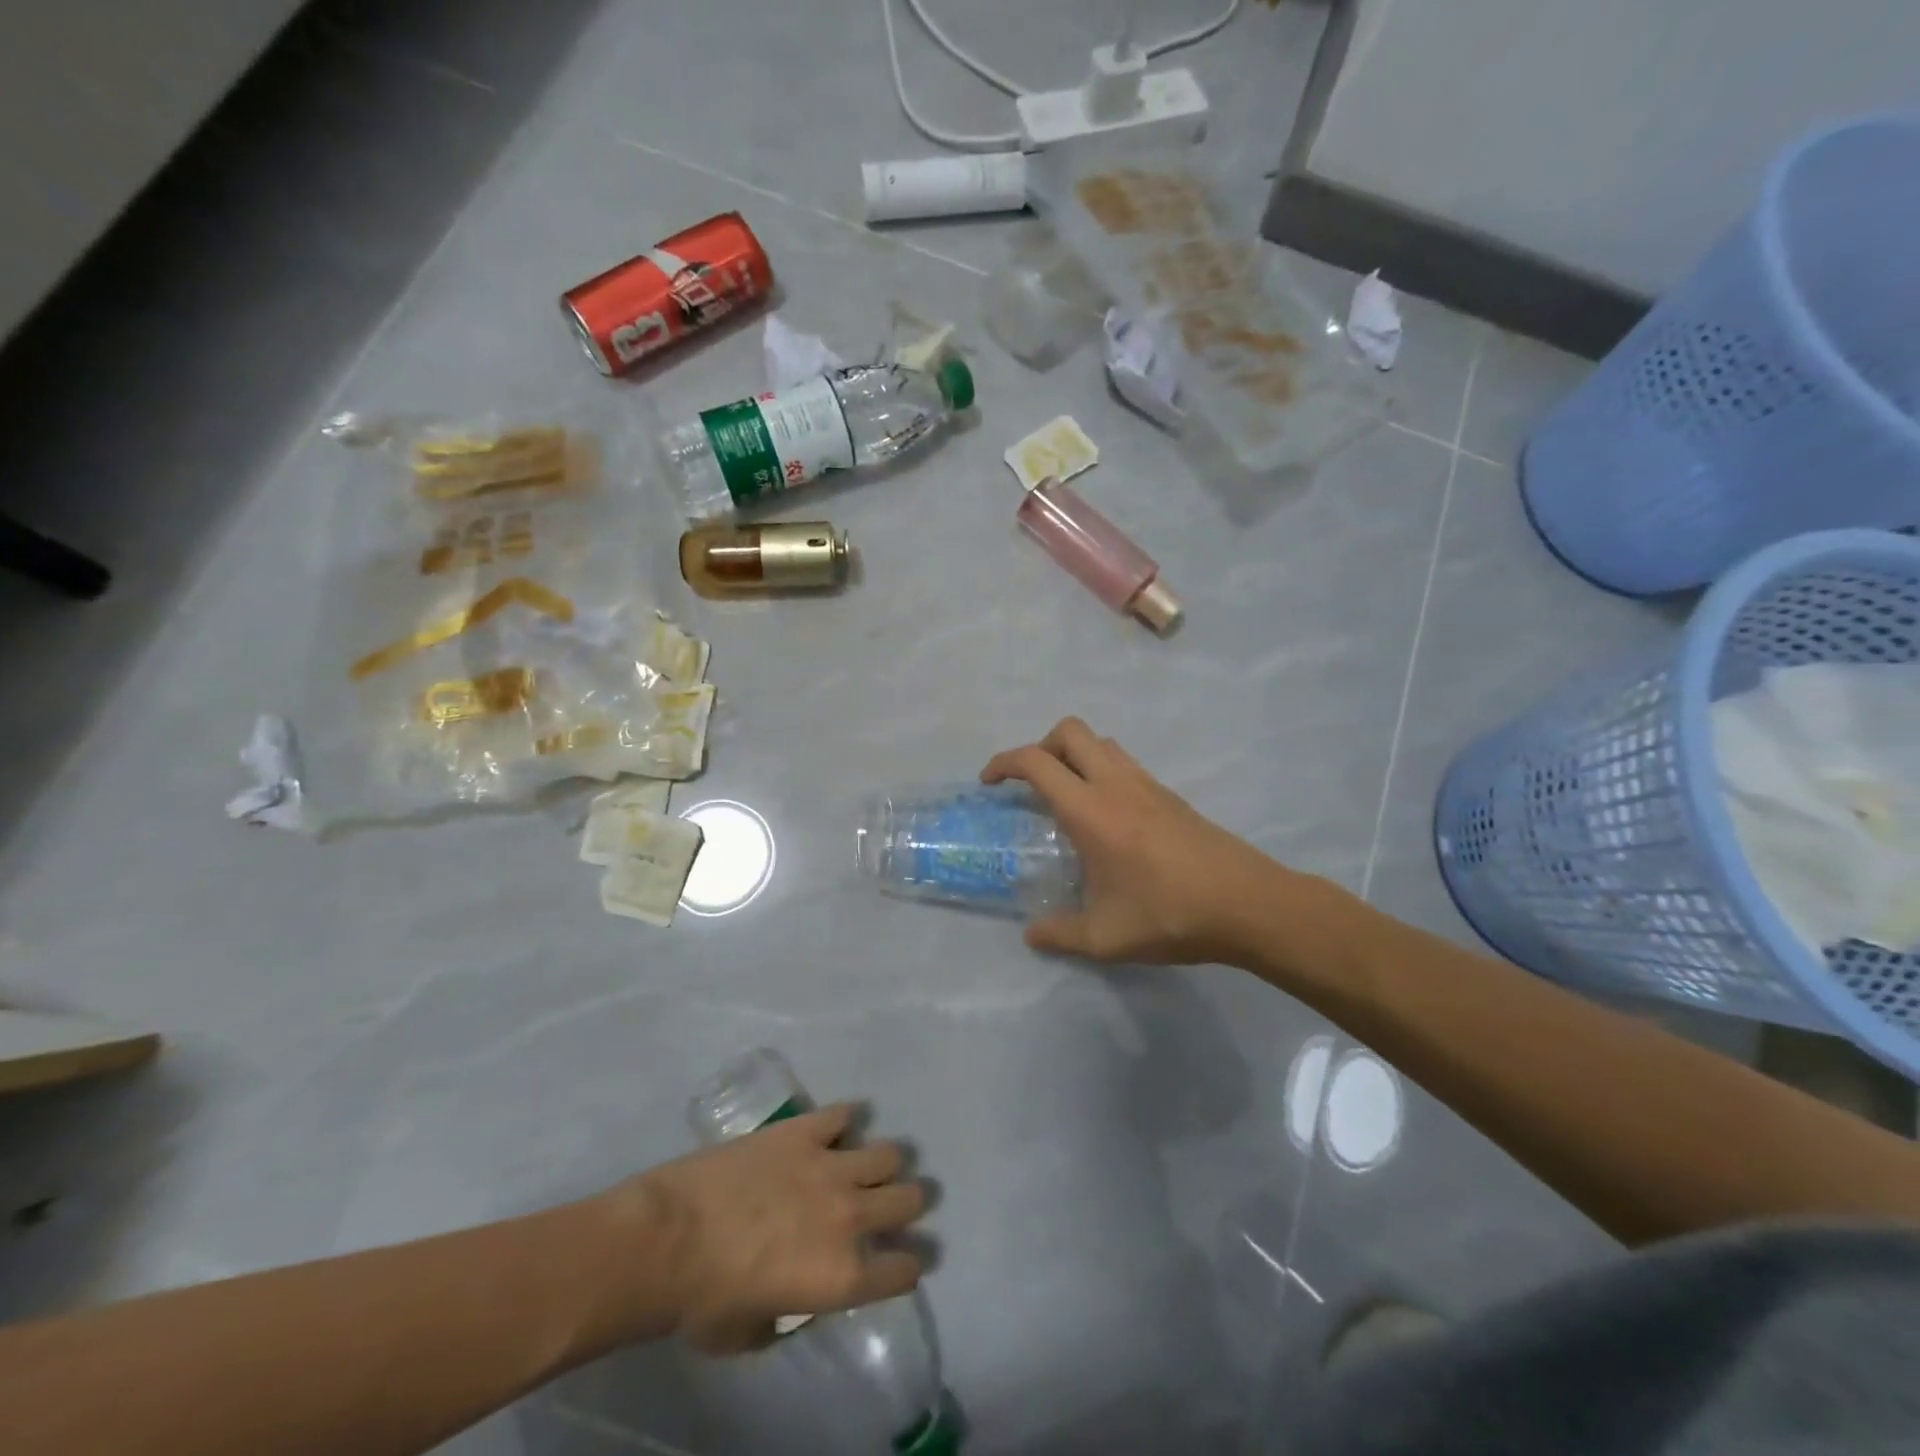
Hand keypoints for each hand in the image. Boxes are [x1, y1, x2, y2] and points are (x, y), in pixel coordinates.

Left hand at [619, 1106, 925, 1354]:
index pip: (903, 1269)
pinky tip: (837, 1127)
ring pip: (887, 1154)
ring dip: (884, 1164)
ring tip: (871, 1166)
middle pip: (909, 1200)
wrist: (668, 1239)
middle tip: (897, 1205)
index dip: (908, 1266)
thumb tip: (798, 1300)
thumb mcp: (751, 1335)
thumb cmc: (702, 1302)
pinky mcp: (803, 1130)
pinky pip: (842, 1114)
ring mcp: (829, 1166)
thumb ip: (789, 1317)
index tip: (904, 1261)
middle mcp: (850, 1216)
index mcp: (841, 1276)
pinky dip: (845, 1120)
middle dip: (910, 1204)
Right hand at [982, 717, 1294, 963]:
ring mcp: (1147, 785)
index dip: (1003, 762)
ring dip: (1074, 754)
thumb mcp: (1105, 937)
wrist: (1247, 904)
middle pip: (1069, 731)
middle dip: (1039, 746)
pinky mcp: (1170, 795)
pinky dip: (1102, 770)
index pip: (1036, 762)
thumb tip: (1031, 935)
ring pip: (1101, 741)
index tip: (989, 783)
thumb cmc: (1170, 915)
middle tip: (1030, 785)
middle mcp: (1116, 784)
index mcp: (1090, 810)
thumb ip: (1060, 934)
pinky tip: (1106, 816)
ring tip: (1065, 795)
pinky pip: (1124, 762)